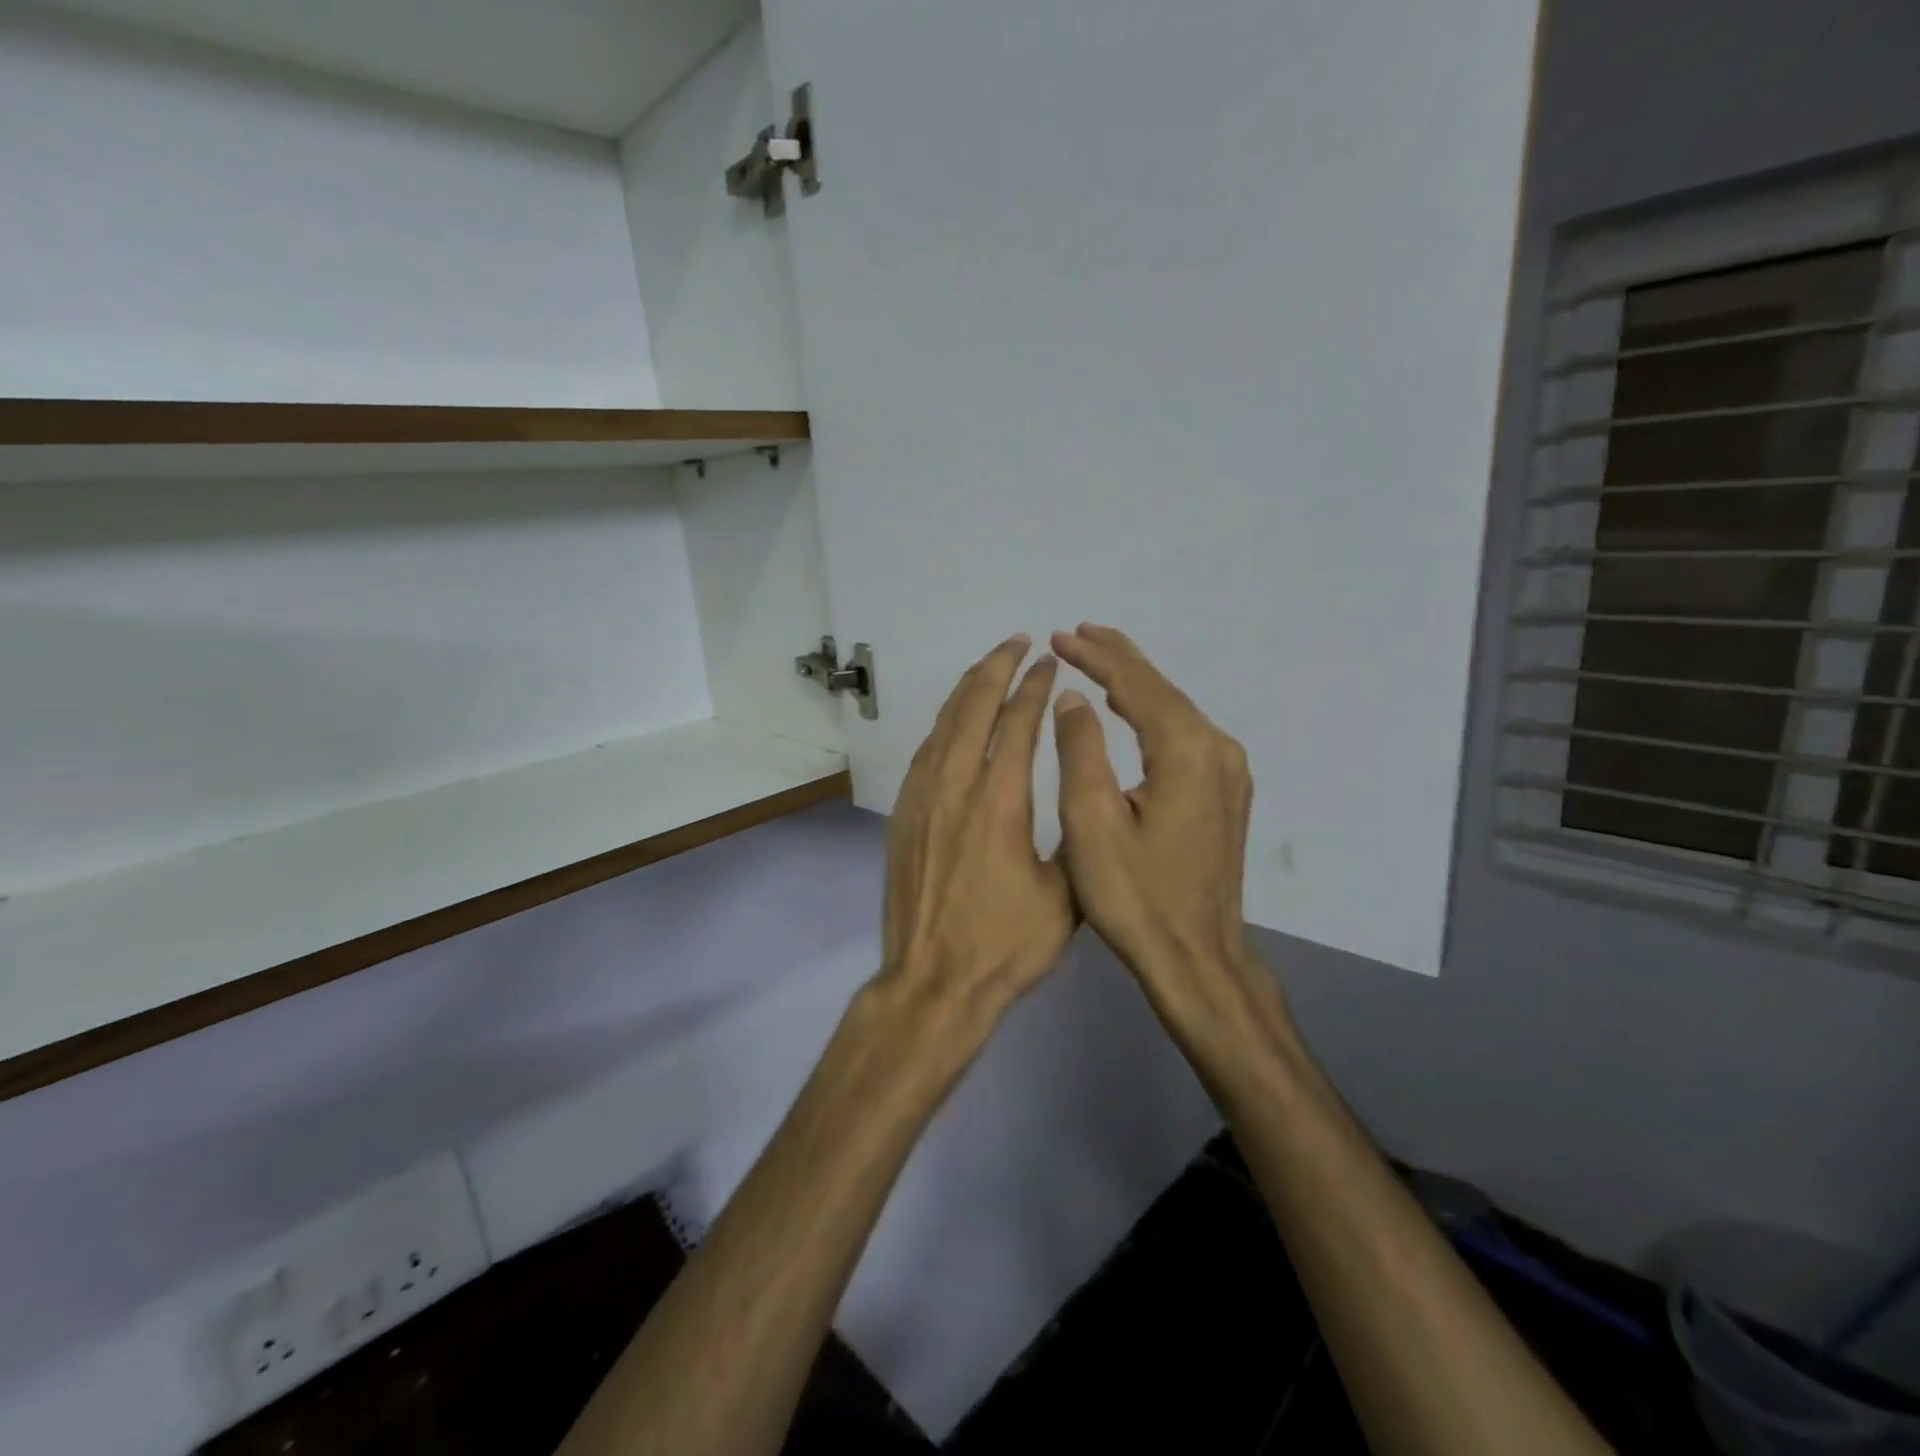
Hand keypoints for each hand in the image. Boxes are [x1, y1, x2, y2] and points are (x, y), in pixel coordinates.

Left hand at [875, 634, 1075, 1047]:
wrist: (933, 983)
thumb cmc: (1006, 946)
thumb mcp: (1066, 896)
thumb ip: (1074, 837)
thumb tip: (1082, 797)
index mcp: (999, 802)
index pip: (1018, 723)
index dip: (1034, 687)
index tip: (1048, 661)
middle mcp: (955, 787)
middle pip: (973, 707)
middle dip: (997, 668)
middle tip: (1017, 642)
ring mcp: (922, 799)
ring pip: (943, 724)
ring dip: (967, 688)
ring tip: (988, 665)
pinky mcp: (904, 815)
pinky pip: (925, 751)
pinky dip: (944, 723)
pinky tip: (955, 720)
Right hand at [1050, 624, 1283, 1050]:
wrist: (1196, 959)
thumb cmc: (1135, 896)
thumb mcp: (1091, 821)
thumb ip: (1081, 749)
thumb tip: (1074, 698)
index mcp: (1186, 751)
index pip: (1136, 685)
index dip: (1096, 657)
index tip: (1059, 636)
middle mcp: (1217, 750)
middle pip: (1161, 689)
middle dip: (1117, 659)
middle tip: (1076, 633)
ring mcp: (1228, 773)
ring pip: (1175, 711)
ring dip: (1135, 684)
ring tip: (1098, 658)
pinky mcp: (1226, 794)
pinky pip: (1184, 735)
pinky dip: (1152, 713)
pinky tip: (1134, 710)